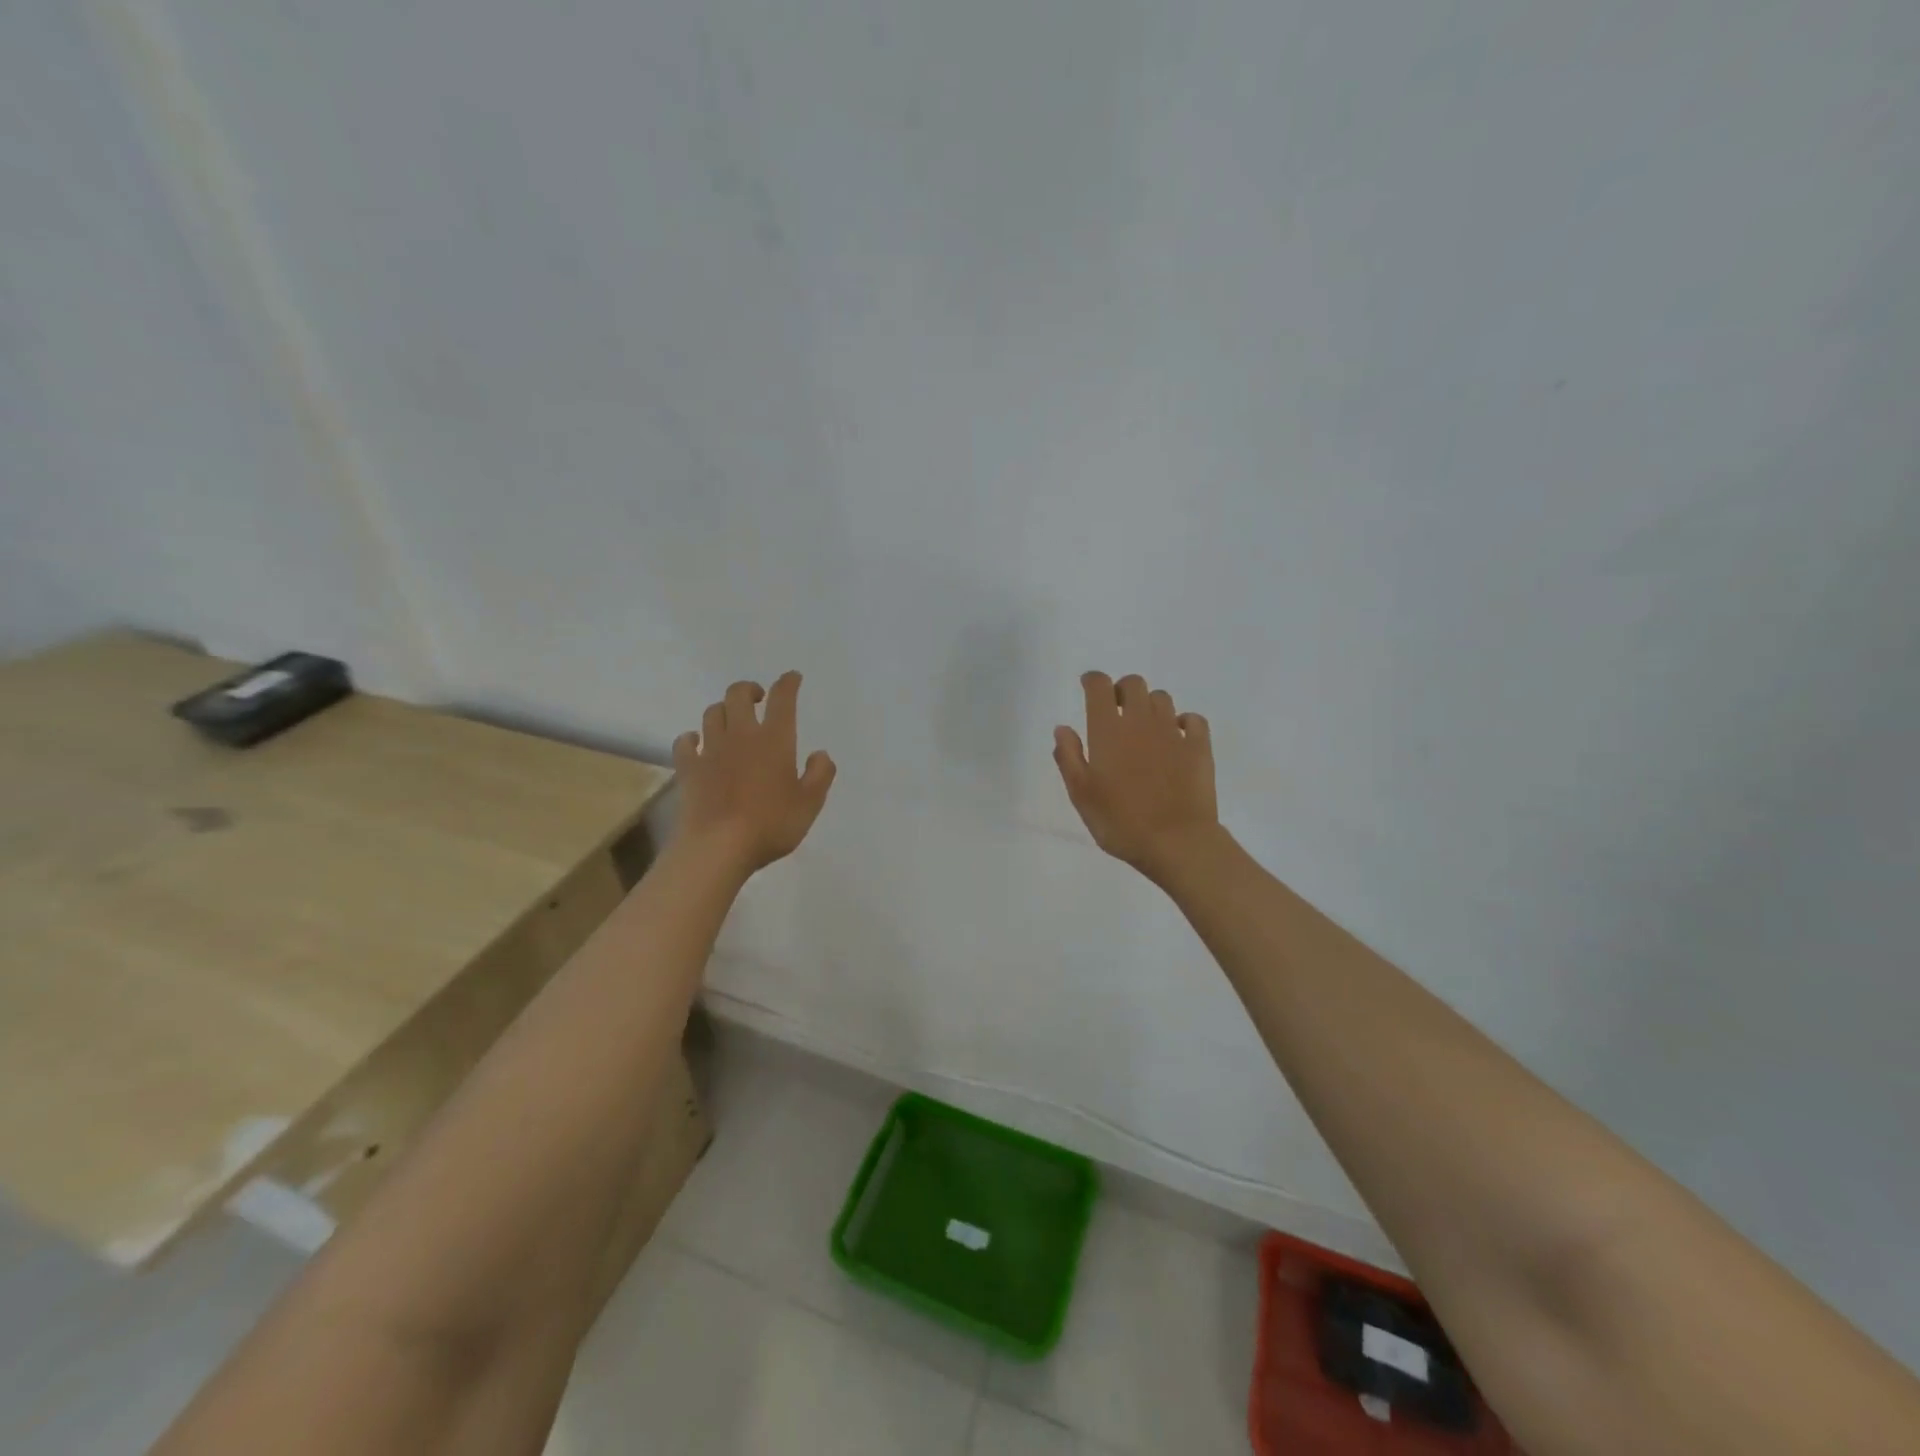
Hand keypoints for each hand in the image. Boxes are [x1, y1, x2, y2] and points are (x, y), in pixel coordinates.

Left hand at [672, 673, 835, 872]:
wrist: (718, 847)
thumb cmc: (770, 824)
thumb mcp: (810, 804)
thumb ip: (820, 775)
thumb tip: (820, 754)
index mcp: (775, 740)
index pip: (782, 699)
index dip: (788, 683)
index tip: (792, 678)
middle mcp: (741, 735)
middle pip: (738, 695)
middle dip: (749, 690)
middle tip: (758, 699)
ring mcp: (710, 750)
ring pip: (712, 713)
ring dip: (724, 710)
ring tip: (732, 721)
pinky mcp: (688, 768)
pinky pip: (685, 742)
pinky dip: (692, 738)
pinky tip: (697, 744)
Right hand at [1054, 672, 1218, 879]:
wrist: (1176, 841)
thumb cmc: (1120, 821)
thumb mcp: (1081, 794)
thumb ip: (1069, 757)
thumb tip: (1063, 728)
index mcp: (1108, 729)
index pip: (1099, 686)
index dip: (1092, 680)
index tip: (1087, 687)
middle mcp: (1141, 721)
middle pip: (1134, 684)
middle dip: (1122, 690)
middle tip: (1116, 710)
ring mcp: (1174, 732)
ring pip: (1162, 699)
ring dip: (1150, 705)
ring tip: (1144, 728)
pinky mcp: (1200, 747)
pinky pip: (1193, 720)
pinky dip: (1183, 722)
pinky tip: (1177, 737)